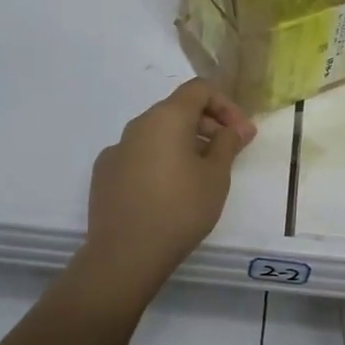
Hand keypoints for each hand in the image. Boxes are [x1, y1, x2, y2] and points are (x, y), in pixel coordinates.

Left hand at [80, 81, 256, 299]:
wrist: (125, 255)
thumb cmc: (180, 209)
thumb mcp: (216, 176)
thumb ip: (228, 144)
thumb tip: (239, 127)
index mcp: (167, 117)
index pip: (199, 89)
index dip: (225, 104)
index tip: (240, 133)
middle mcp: (138, 124)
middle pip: (177, 109)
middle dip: (207, 124)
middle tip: (227, 154)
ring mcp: (117, 149)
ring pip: (157, 133)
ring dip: (183, 143)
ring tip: (200, 175)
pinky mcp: (104, 173)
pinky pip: (139, 154)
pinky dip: (159, 161)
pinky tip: (167, 191)